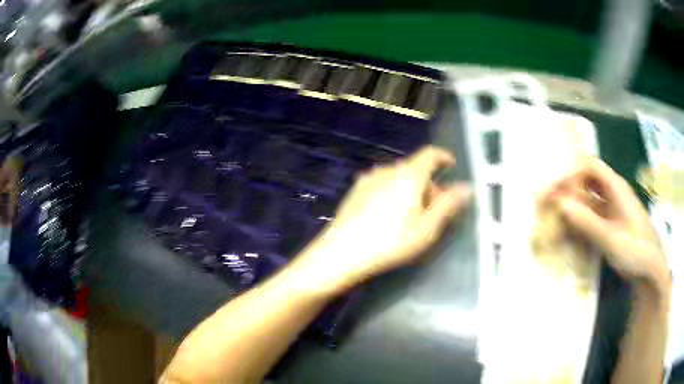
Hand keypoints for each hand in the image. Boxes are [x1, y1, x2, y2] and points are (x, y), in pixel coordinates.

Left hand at [299, 146, 471, 292]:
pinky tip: (389, 216)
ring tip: (412, 215)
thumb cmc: (391, 241)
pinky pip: (382, 184)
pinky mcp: (355, 190)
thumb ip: (449, 204)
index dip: (443, 157)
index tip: (451, 166)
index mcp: (408, 174)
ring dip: (411, 189)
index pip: (430, 154)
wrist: (342, 252)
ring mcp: (368, 179)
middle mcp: (387, 169)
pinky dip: (393, 192)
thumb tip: (467, 187)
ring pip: (398, 177)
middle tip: (435, 208)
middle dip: (429, 183)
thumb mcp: (427, 227)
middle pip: (414, 168)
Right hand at [541, 157, 669, 297]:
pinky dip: (579, 217)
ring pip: (588, 197)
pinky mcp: (612, 223)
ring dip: (571, 202)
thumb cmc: (635, 251)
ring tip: (553, 215)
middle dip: (566, 187)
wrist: (650, 269)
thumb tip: (560, 204)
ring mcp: (613, 208)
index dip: (570, 174)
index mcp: (616, 187)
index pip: (588, 166)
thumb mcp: (610, 239)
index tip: (553, 193)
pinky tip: (570, 229)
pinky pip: (592, 213)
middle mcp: (613, 192)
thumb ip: (586, 221)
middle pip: (586, 179)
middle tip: (546, 202)